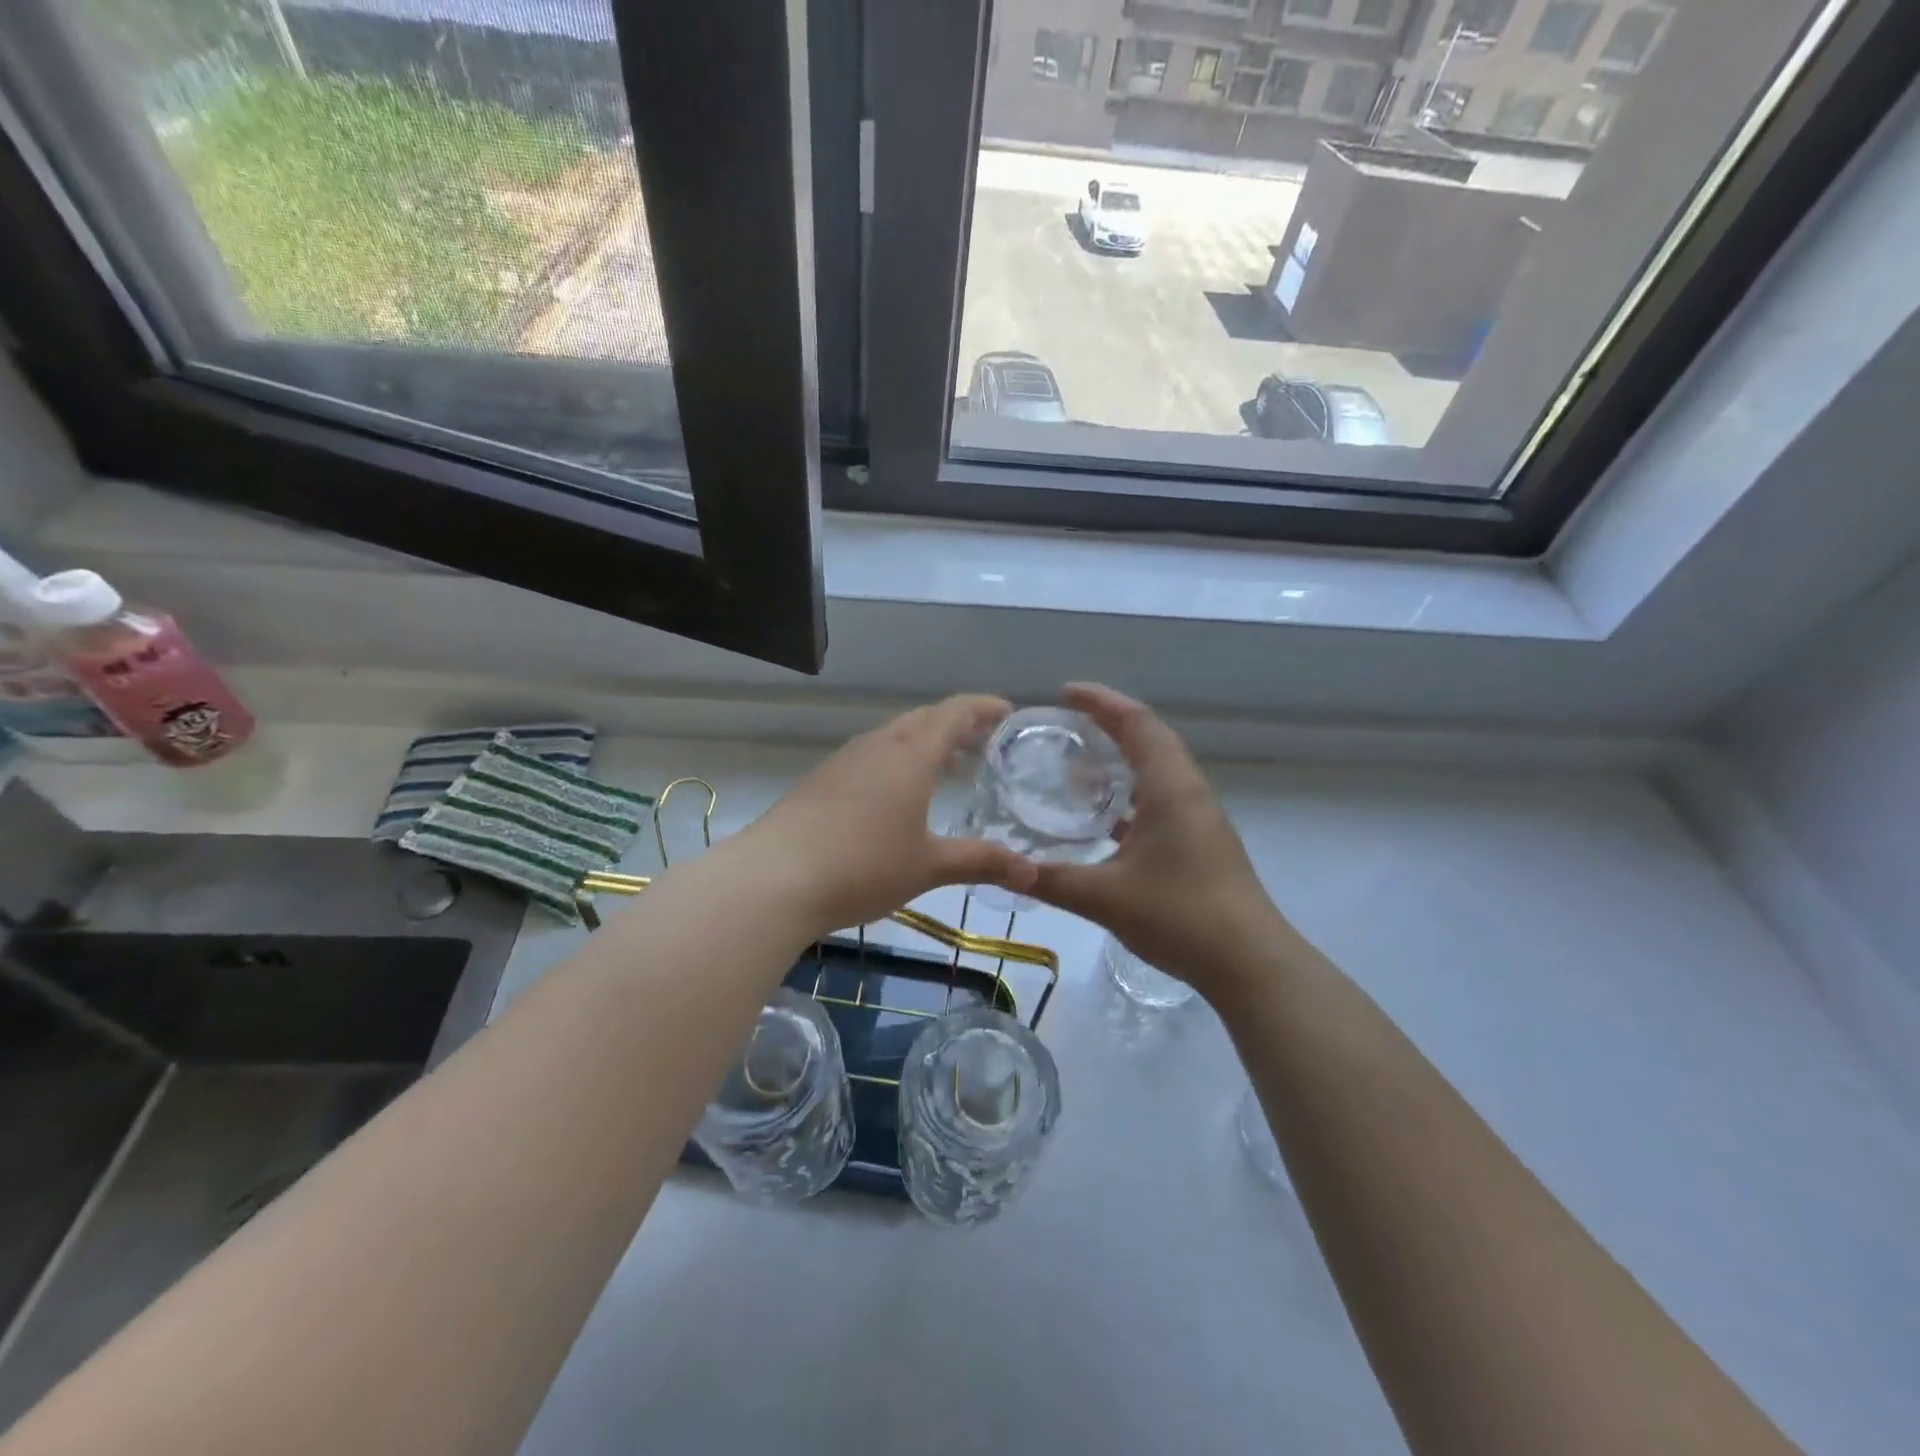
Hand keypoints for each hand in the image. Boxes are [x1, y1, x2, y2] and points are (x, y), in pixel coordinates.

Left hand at [741, 695, 1038, 936]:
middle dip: (957, 725)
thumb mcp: (928, 866)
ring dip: (925, 744)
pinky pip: (871, 757)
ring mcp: (844, 761)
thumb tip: (1032, 873)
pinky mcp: (821, 781)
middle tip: (985, 743)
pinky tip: (898, 797)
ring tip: (949, 769)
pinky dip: (898, 762)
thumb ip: (981, 862)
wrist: (774, 878)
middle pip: (923, 720)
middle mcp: (877, 746)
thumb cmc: (862, 866)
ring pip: (894, 738)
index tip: (1008, 712)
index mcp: (910, 755)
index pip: (954, 712)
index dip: (983, 707)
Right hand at [1031, 684, 1290, 995]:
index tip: (1065, 693)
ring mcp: (1198, 817)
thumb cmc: (1180, 916)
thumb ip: (1051, 880)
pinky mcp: (1200, 841)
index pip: (1137, 723)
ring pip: (1157, 770)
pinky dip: (1130, 793)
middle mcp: (1188, 791)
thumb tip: (1003, 868)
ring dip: (1121, 759)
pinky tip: (1104, 819)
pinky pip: (1161, 798)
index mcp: (1171, 787)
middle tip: (1064, 724)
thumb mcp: (1105, 898)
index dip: (1101, 701)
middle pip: (1149, 738)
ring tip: (1078, 768)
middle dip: (1108, 724)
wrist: (1249, 963)